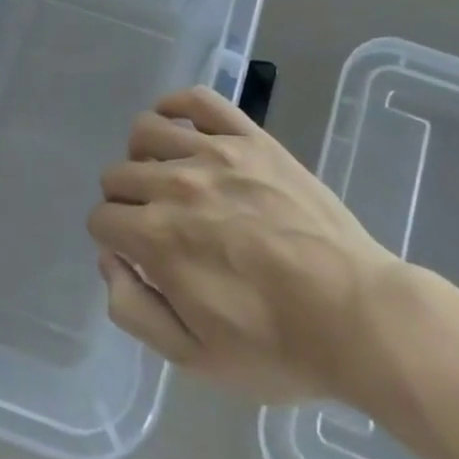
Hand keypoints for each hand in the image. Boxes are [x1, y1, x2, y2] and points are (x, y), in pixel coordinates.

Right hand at [89, 86, 397, 404]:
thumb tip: (109, 260)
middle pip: (117, 174)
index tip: (137, 255)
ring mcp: (215, 155)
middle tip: (157, 224)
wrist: (357, 315)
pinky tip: (182, 130)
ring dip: (143, 155)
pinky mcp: (251, 139)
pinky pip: (198, 100)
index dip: (113, 240)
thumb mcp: (194, 357)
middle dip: (125, 202)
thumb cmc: (276, 345)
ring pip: (145, 130)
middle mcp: (176, 186)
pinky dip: (177, 106)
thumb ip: (133, 310)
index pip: (101, 218)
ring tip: (168, 177)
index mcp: (156, 238)